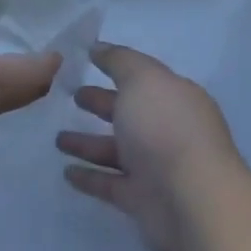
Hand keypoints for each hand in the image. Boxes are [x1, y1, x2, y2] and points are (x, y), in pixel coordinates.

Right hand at [58, 43, 245, 250]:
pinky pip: (110, 184)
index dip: (116, 68)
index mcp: (174, 98)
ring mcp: (155, 167)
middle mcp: (167, 130)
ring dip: (87, 143)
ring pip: (115, 150)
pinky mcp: (142, 200)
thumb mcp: (142, 79)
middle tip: (71, 96)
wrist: (193, 203)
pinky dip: (89, 177)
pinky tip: (66, 172)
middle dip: (100, 103)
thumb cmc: (167, 129)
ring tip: (57, 138)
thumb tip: (98, 47)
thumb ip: (119, 60)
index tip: (84, 61)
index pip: (142, 78)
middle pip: (128, 113)